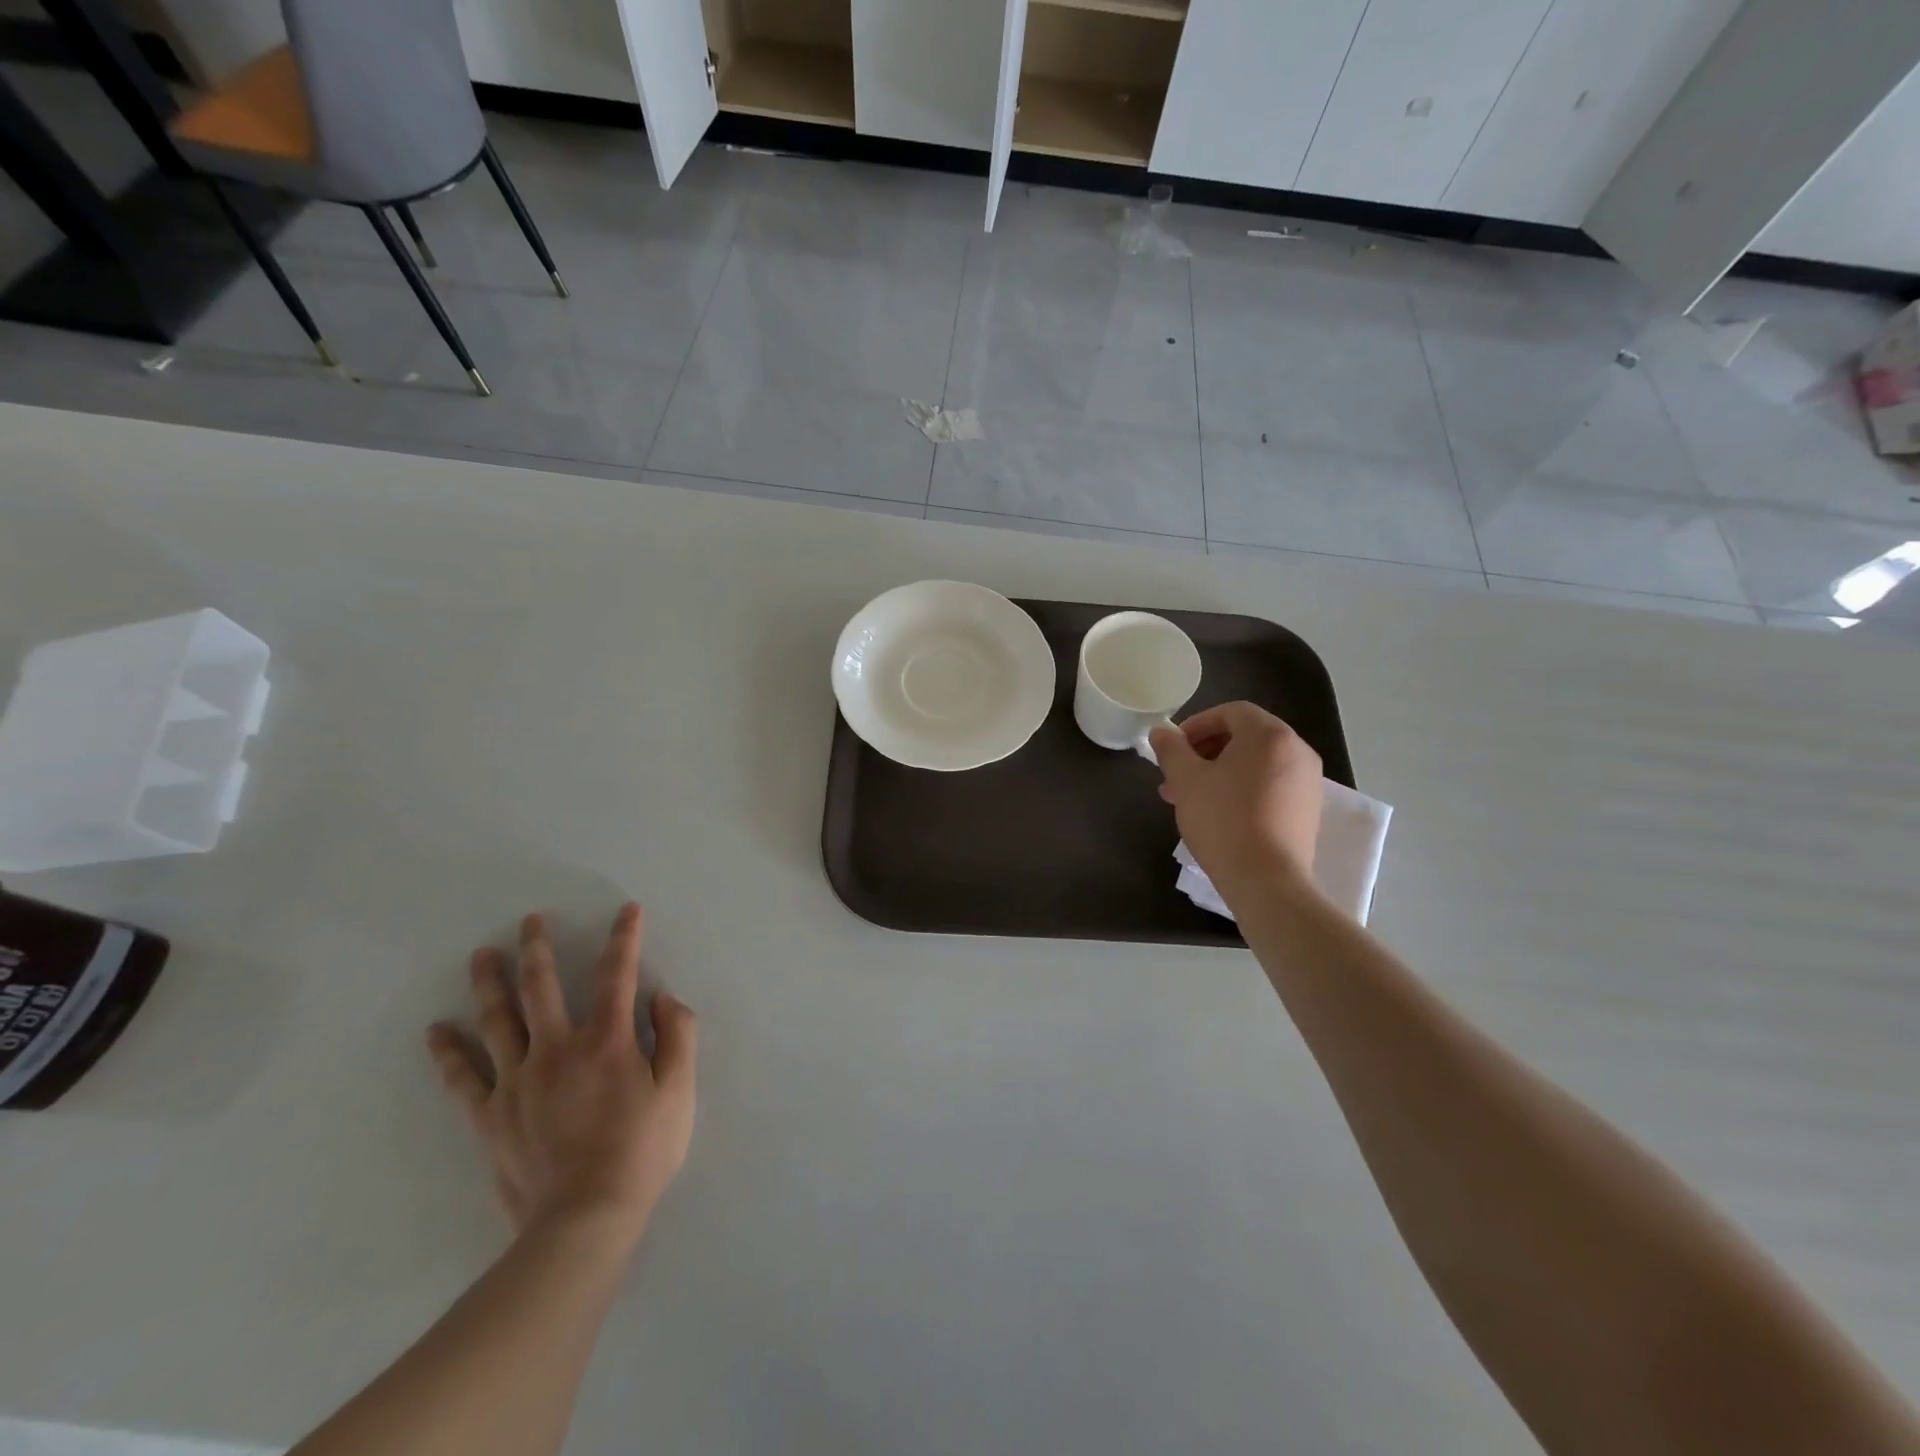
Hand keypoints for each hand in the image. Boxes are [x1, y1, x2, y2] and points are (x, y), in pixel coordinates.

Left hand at [426, 903, 696, 1246]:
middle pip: (541, 988)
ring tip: (482, 956)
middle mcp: (556, 1050)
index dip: (624, 938)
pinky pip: (463, 1078)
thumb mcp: (680, 1091)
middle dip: (538, 949)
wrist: (584, 1221)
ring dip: (489, 984)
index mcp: (606, 1041)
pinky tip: (437, 1031)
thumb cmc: (642, 1152)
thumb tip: (661, 997)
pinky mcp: (491, 1117)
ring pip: (497, 1021)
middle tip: (530, 921)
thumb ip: (677, 1035)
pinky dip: (448, 1053)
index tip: (627, 911)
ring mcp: (517, 1082)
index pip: (616, 975)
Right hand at [1150, 702, 1323, 900]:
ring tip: (1191, 798)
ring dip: (1221, 772)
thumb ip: (1171, 750)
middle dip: (1206, 751)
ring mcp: (1308, 782)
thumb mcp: (1186, 781)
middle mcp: (1297, 751)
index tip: (1174, 747)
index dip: (1197, 724)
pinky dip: (1243, 788)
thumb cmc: (1223, 820)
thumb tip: (1161, 733)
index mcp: (1269, 735)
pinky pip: (1270, 785)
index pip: (1231, 712)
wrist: (1266, 881)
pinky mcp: (1308, 810)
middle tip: (1177, 775)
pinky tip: (1219, 814)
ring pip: (1256, 763)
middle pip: (1245, 737)